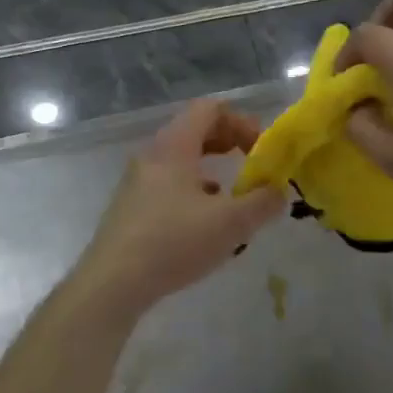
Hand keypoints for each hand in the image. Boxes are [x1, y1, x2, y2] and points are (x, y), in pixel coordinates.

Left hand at [73, 99, 285, 317]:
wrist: (113, 283)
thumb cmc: (174, 242)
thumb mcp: (231, 223)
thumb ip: (262, 203)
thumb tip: (279, 192)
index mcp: (174, 146)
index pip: (209, 109)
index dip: (241, 121)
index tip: (262, 146)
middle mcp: (152, 156)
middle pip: (194, 131)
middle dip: (228, 141)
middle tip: (253, 161)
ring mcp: (137, 182)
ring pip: (181, 160)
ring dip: (211, 167)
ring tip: (233, 192)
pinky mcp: (131, 208)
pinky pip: (169, 184)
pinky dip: (193, 189)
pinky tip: (206, 219)